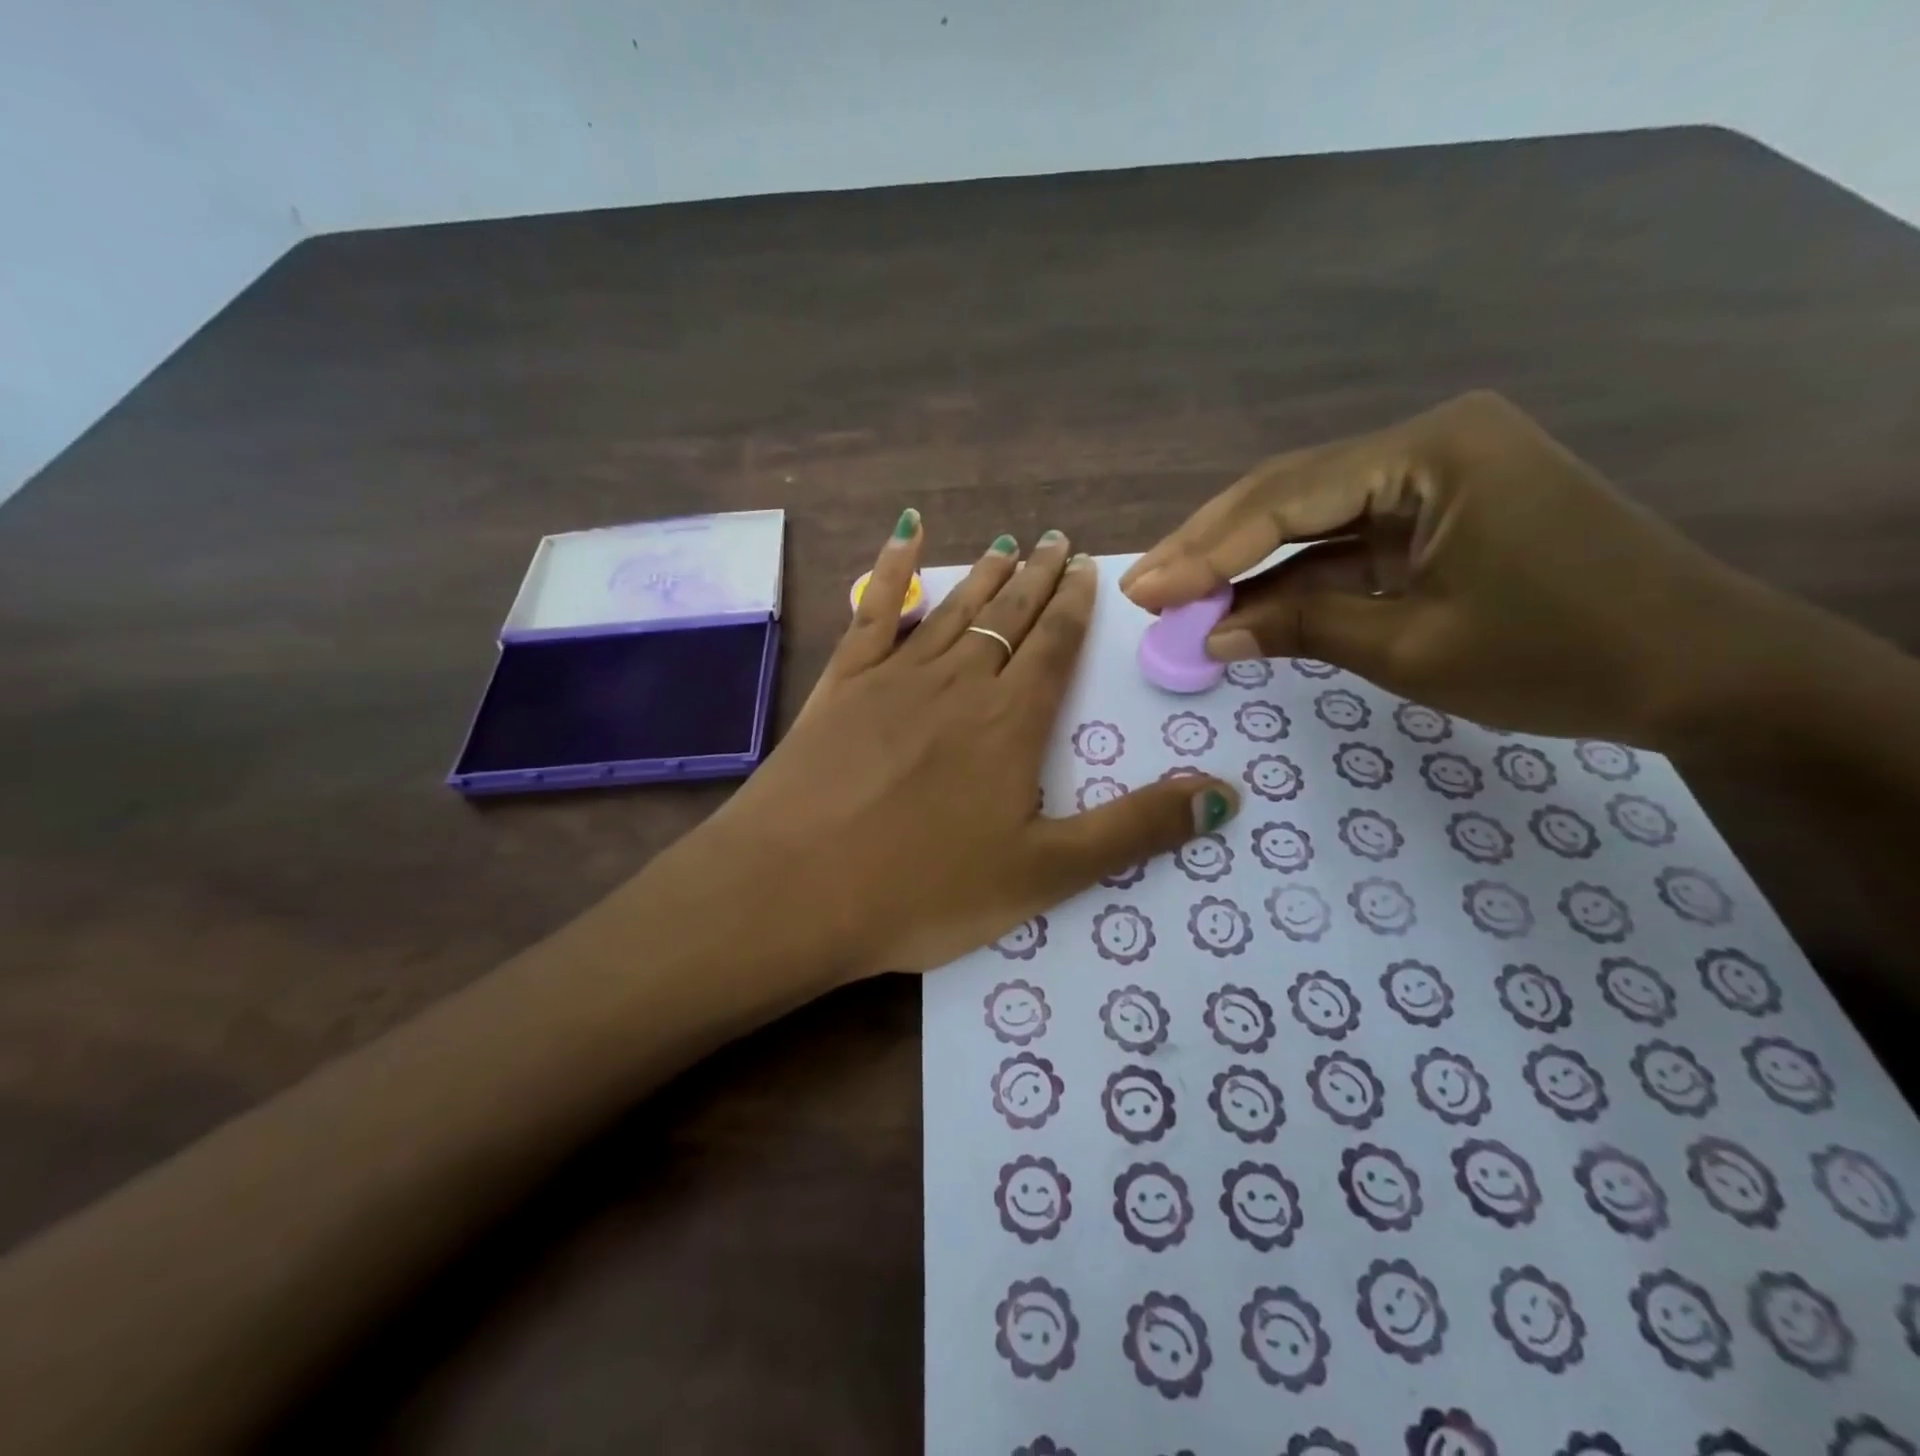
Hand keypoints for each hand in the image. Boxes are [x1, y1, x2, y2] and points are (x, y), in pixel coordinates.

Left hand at [676, 512, 1238, 981]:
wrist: (795, 890)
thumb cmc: (923, 891)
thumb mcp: (1044, 874)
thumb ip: (1135, 830)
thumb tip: (1226, 794)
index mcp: (1010, 724)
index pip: (1054, 648)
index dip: (1075, 608)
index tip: (1087, 570)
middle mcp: (958, 683)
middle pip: (1008, 617)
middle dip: (1037, 579)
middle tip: (1057, 540)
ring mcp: (893, 678)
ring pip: (953, 610)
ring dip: (983, 575)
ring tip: (1006, 543)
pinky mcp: (840, 686)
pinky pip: (873, 613)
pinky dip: (891, 570)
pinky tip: (904, 536)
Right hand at [1121, 391, 1777, 744]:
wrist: (1708, 671)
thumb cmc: (1563, 656)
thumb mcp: (1413, 648)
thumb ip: (1301, 630)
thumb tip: (1209, 638)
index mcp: (1431, 452)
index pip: (1284, 498)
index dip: (1204, 551)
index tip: (1142, 591)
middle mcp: (1427, 444)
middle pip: (1288, 494)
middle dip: (1211, 548)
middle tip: (1144, 588)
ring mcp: (1435, 479)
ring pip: (1310, 518)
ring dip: (1246, 565)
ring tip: (1175, 599)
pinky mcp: (1439, 515)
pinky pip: (1346, 543)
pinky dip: (1295, 580)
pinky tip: (1243, 608)